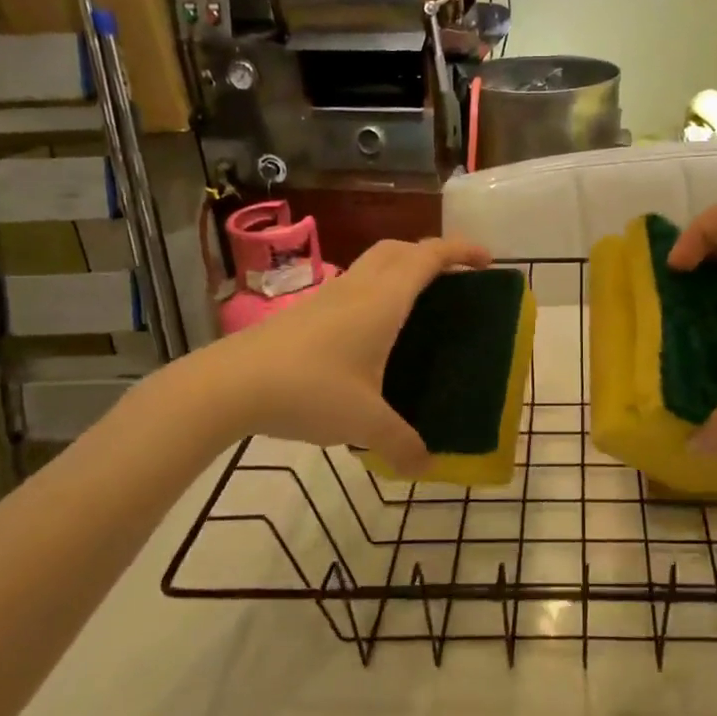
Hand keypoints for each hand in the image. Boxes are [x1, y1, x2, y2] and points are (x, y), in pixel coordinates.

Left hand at [204, 236, 489, 472]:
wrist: (229, 385)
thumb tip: (427, 466)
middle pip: (399, 249)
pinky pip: (352, 286)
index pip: (429, 257)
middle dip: (431, 253)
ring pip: (372, 264)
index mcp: (383, 301)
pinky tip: (371, 332)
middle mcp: (358, 288)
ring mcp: (327, 297)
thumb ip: (401, 444)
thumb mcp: (364, 423)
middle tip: (453, 278)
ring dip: (399, 269)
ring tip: (416, 303)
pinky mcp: (304, 313)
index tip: (487, 260)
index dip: (461, 250)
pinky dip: (374, 291)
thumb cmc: (309, 390)